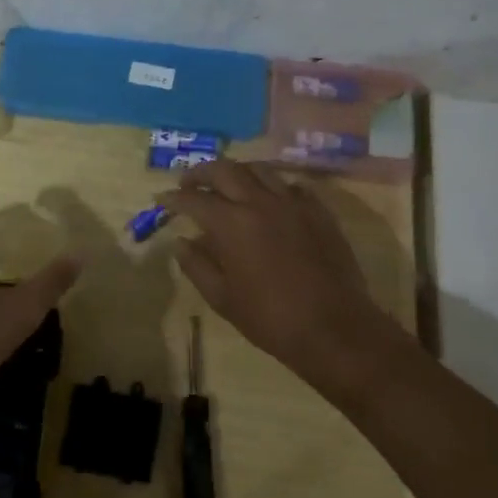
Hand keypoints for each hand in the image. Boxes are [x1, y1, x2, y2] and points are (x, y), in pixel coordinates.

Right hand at [163, 161, 397, 397]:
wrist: (334, 328)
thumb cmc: (271, 319)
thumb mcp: (223, 299)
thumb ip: (197, 266)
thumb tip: (181, 242)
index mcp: (232, 224)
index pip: (194, 199)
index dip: (174, 198)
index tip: (162, 199)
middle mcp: (260, 202)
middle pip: (225, 170)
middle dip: (201, 173)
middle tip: (189, 182)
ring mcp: (293, 202)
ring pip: (259, 169)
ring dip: (237, 172)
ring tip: (227, 184)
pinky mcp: (319, 210)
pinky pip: (290, 185)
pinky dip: (271, 186)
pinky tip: (268, 199)